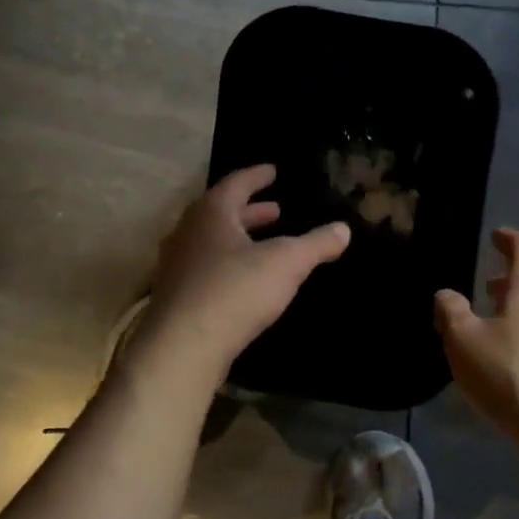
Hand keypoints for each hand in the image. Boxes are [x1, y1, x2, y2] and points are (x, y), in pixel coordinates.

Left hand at [134, 165, 349, 381]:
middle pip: (221, 212)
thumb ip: (316, 244)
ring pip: (211, 241)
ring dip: (238, 238)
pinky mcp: (175, 295)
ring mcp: (177, 264)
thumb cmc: (235, 291)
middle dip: (250, 211)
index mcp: (211, 213)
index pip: (236, 183)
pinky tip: (244, 279)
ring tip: (263, 242)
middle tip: (275, 210)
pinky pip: (204, 267)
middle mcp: (188, 231)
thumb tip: (343, 229)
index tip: (273, 171)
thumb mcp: (286, 263)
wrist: (182, 347)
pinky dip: (227, 263)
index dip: (257, 176)